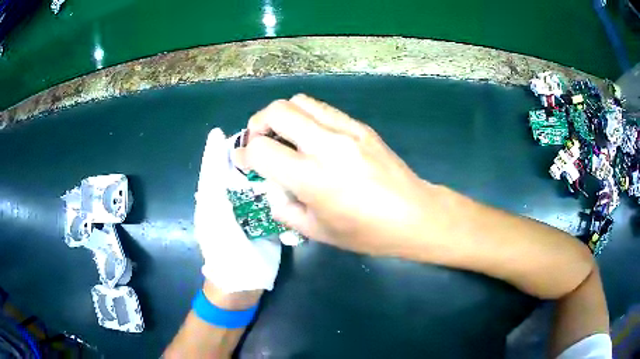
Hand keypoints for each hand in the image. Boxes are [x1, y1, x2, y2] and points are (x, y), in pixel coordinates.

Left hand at [194, 128, 280, 292]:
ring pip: (251, 182)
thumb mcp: (215, 220)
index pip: (213, 167)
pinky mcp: (262, 220)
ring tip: (275, 147)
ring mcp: (245, 211)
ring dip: (261, 166)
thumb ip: (214, 189)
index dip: (217, 149)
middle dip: (244, 153)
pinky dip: (274, 185)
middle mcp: (227, 201)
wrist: (242, 285)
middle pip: (233, 171)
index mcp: (212, 199)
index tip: (225, 131)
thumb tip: (214, 161)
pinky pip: (267, 198)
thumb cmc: (224, 254)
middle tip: (261, 134)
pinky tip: (287, 173)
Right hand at [237, 94, 433, 255]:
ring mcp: (347, 131)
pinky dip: (306, 116)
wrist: (414, 215)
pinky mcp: (361, 127)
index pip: (261, 151)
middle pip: (277, 111)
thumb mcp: (317, 231)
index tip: (242, 160)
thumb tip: (271, 187)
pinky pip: (324, 109)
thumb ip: (283, 208)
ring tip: (283, 135)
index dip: (243, 154)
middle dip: (257, 124)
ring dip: (282, 115)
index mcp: (312, 178)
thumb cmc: (367, 233)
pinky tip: (311, 136)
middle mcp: (327, 146)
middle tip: (259, 141)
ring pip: (300, 101)